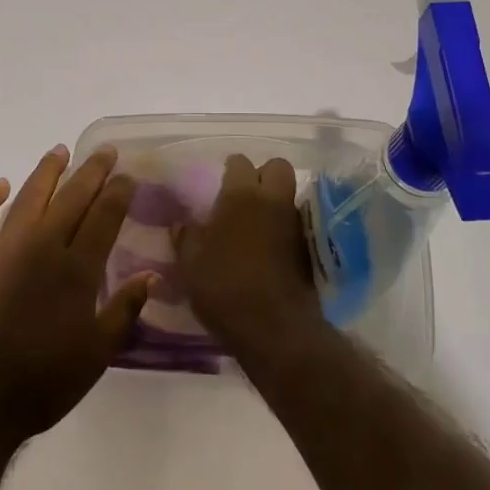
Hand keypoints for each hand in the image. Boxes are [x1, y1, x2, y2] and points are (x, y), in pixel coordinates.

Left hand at [0, 145, 153, 446]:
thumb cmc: (42, 382)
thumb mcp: (96, 355)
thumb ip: (124, 311)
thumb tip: (152, 277)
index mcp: (77, 269)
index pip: (104, 217)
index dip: (118, 193)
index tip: (127, 175)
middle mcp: (43, 247)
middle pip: (72, 198)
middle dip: (92, 172)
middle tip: (105, 152)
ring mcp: (3, 249)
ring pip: (30, 197)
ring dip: (47, 172)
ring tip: (60, 151)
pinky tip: (0, 185)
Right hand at [175, 155, 326, 364]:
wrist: (273, 327)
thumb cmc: (223, 286)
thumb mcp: (190, 262)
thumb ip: (186, 236)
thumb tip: (182, 223)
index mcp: (241, 195)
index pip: (240, 162)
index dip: (230, 169)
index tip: (219, 183)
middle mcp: (272, 200)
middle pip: (277, 167)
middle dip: (263, 174)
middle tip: (244, 195)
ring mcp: (294, 223)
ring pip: (288, 195)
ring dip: (273, 202)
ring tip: (253, 224)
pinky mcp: (307, 247)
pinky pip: (294, 222)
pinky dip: (282, 227)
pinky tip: (266, 247)